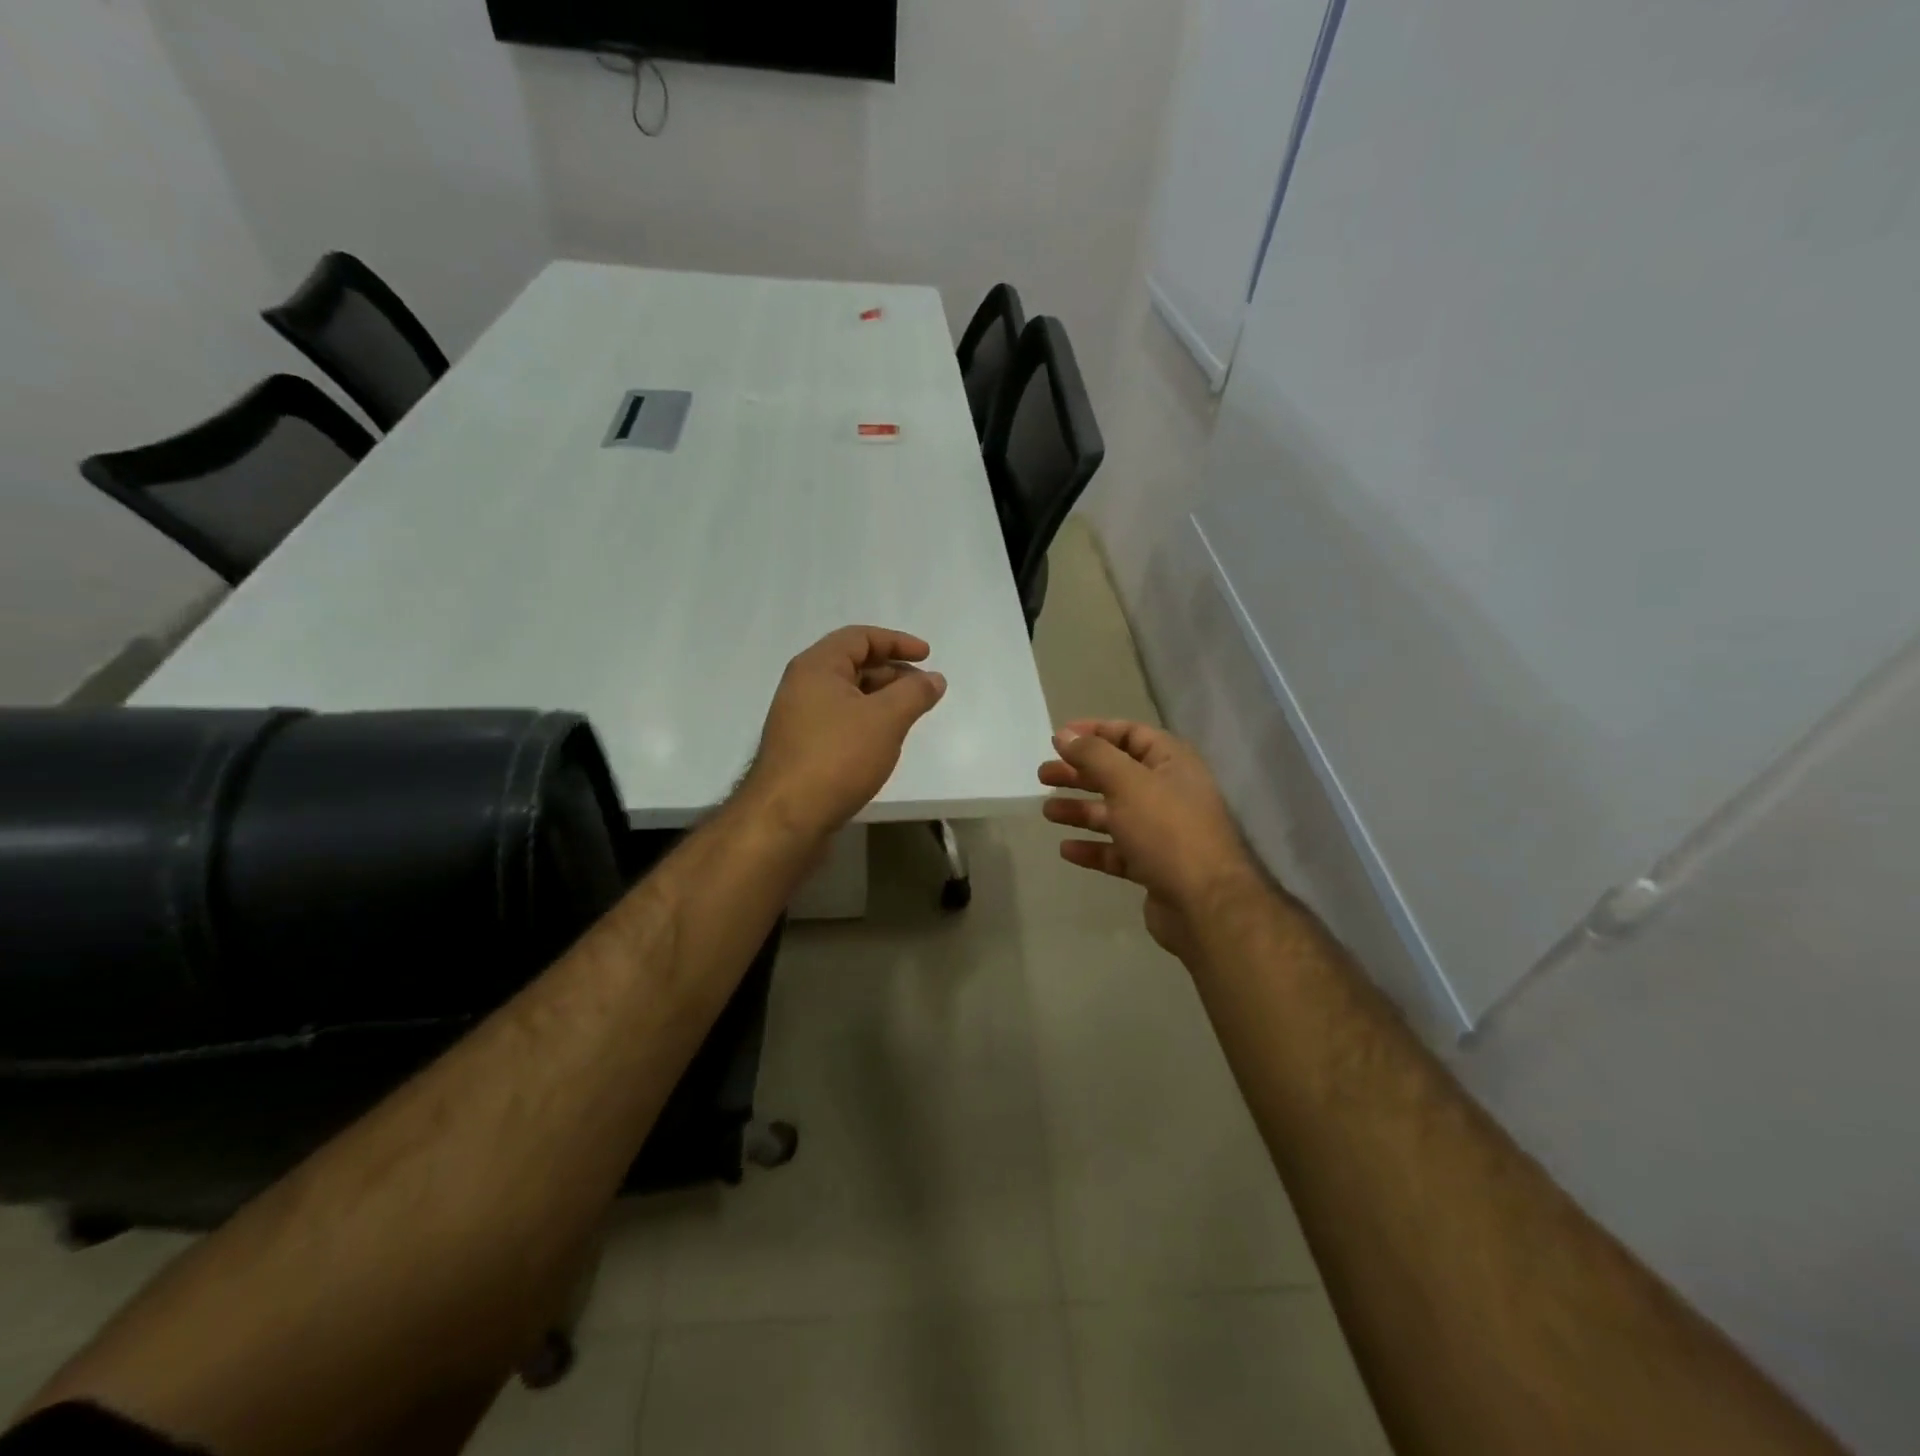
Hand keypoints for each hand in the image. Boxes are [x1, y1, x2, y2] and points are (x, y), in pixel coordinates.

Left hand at [743, 626, 946, 843]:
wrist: (787, 817)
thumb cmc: (837, 756)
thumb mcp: (886, 719)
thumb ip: (914, 693)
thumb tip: (934, 678)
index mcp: (817, 666)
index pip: (860, 637)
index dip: (897, 641)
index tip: (928, 656)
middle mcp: (803, 685)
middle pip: (853, 664)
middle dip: (892, 671)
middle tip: (924, 688)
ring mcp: (799, 718)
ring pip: (847, 695)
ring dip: (881, 698)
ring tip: (910, 715)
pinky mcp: (802, 747)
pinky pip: (840, 720)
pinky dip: (866, 720)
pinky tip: (884, 740)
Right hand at [1040, 719, 1262, 956]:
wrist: (1204, 903)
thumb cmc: (1166, 830)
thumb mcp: (1127, 782)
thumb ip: (1093, 754)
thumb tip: (1065, 734)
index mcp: (1172, 763)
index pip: (1131, 734)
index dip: (1095, 731)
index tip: (1059, 738)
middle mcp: (1169, 792)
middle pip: (1117, 774)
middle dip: (1079, 773)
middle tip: (1043, 776)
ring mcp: (1163, 832)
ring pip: (1114, 813)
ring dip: (1081, 810)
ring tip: (1047, 812)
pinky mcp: (1154, 865)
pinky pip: (1117, 850)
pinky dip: (1092, 847)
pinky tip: (1066, 849)